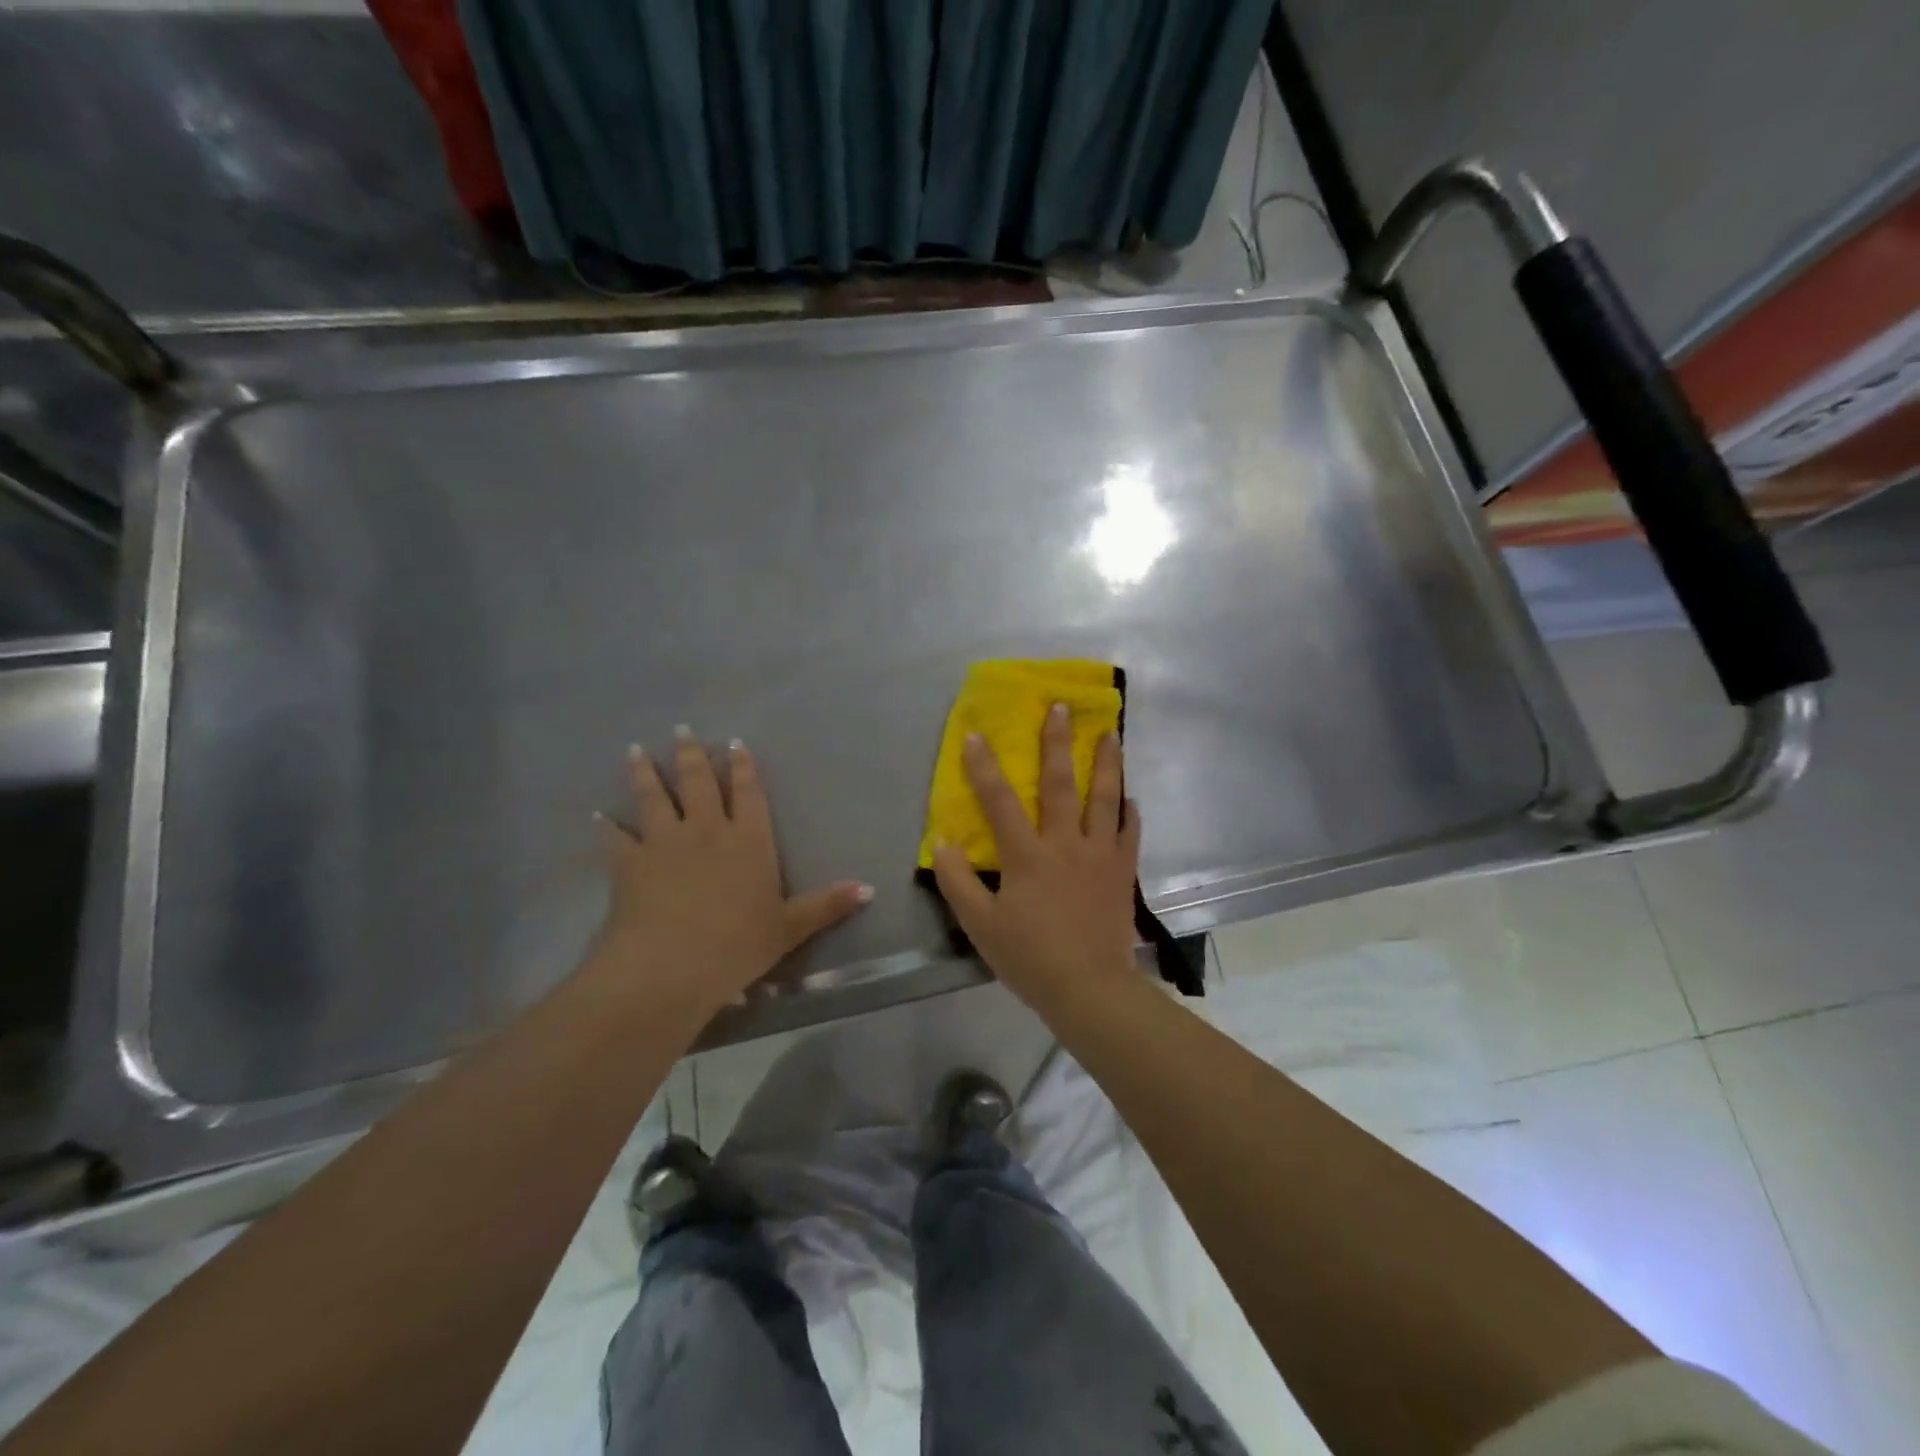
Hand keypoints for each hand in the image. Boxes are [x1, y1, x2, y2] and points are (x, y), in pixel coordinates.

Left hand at [589, 728, 871, 1017]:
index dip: (743, 766)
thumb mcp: (790, 927)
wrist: (670, 965)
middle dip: (692, 755)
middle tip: (681, 730)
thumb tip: (870, 889)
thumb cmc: (738, 945)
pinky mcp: (628, 863)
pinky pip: (614, 838)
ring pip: (654, 797)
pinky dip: (605, 826)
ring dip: (645, 773)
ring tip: (635, 750)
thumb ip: (827, 905)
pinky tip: (597, 816)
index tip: (735, 742)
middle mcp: (706, 830)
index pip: (748, 793)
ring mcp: (664, 842)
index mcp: (749, 840)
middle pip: (698, 783)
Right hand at [931, 703, 1141, 1012]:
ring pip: (1105, 798)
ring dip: (1106, 763)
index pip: (1000, 801)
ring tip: (1110, 733)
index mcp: (1027, 855)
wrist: (1089, 989)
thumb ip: (958, 882)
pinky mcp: (1122, 872)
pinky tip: (1130, 797)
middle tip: (1061, 707)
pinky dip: (1129, 812)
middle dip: (1057, 742)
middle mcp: (1066, 844)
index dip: (984, 767)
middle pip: (1060, 784)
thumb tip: (942, 843)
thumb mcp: (980, 925)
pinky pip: (1130, 833)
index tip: (975, 734)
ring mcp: (1100, 855)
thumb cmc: (1030, 957)